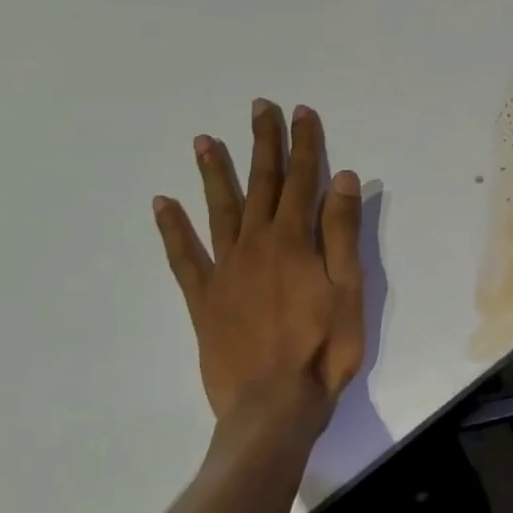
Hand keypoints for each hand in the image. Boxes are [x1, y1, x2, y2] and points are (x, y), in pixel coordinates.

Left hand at [153, 99, 364, 432]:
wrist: (273, 405)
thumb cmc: (323, 346)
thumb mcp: (349, 287)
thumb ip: (342, 231)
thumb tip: (342, 178)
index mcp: (294, 241)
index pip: (303, 180)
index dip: (304, 144)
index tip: (301, 112)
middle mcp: (255, 244)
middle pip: (262, 184)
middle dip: (263, 143)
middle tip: (258, 107)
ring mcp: (225, 270)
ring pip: (220, 210)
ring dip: (215, 173)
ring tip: (204, 140)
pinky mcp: (203, 298)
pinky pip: (184, 256)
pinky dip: (173, 229)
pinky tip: (163, 204)